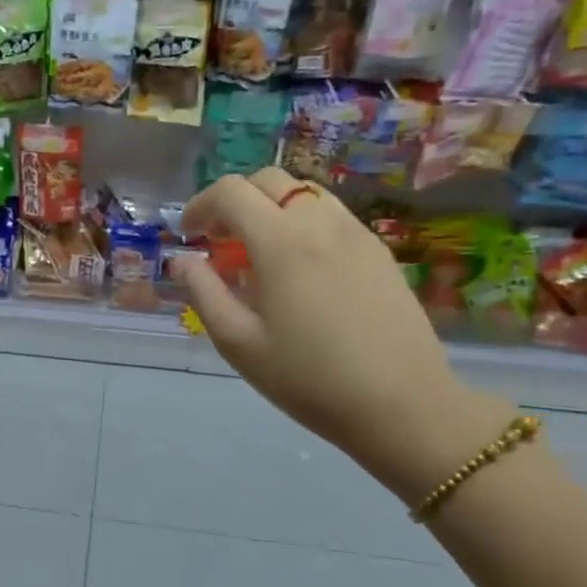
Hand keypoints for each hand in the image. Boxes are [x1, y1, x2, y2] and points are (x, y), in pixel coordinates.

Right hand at [176, 169, 505, 494]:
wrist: (403, 405)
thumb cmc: (309, 378)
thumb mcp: (239, 342)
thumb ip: (204, 292)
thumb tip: (183, 261)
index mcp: (281, 242)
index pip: (231, 192)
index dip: (200, 206)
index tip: (189, 236)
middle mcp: (320, 223)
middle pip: (269, 180)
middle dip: (234, 201)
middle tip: (219, 241)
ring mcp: (357, 233)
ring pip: (304, 193)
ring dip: (271, 208)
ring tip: (258, 253)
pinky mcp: (379, 251)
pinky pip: (331, 215)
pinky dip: (302, 223)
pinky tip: (298, 268)